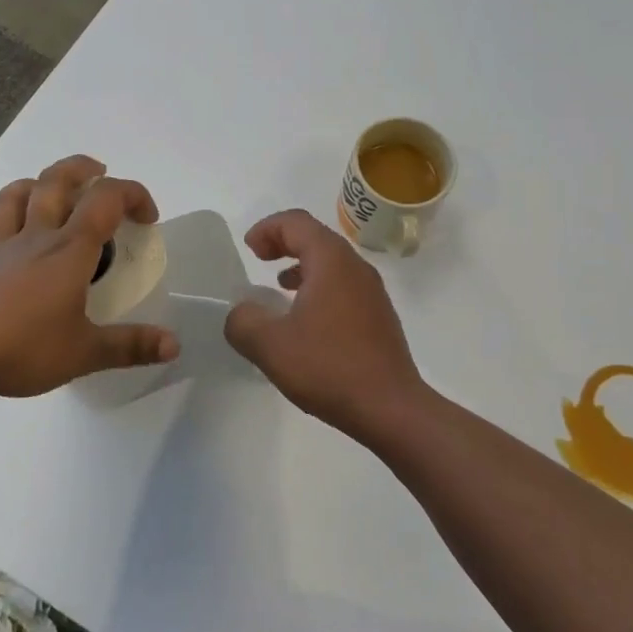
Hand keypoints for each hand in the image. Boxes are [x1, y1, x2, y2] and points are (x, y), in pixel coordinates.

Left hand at [0, 156, 179, 397]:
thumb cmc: (20, 348)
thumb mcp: (84, 354)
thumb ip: (130, 346)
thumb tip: (174, 344)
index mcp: (69, 250)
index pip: (105, 200)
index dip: (133, 195)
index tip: (148, 219)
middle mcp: (36, 238)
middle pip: (56, 180)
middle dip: (84, 168)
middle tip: (101, 174)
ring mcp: (2, 249)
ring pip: (18, 194)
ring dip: (40, 182)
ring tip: (54, 191)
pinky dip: (12, 219)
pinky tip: (18, 244)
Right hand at [223, 210, 427, 436]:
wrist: (391, 409)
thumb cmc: (329, 368)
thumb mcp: (270, 346)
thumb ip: (243, 321)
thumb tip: (241, 312)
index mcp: (331, 262)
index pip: (297, 223)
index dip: (268, 228)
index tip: (248, 249)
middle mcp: (356, 268)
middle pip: (316, 237)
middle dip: (284, 242)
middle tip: (259, 258)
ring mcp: (372, 293)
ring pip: (332, 263)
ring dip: (302, 266)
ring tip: (279, 286)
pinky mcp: (379, 317)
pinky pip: (343, 287)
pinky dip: (318, 287)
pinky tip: (305, 320)